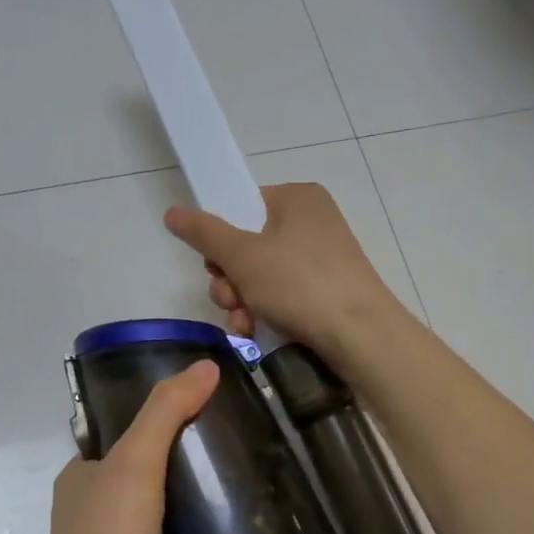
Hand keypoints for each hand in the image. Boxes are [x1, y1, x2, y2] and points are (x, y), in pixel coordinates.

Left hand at [31, 360, 220, 533]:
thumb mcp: (136, 459)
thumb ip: (167, 411)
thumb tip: (207, 366)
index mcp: (84, 474)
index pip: (125, 432)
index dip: (161, 417)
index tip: (206, 407)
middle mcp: (97, 507)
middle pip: (149, 470)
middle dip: (187, 459)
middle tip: (236, 444)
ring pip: (165, 509)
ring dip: (197, 499)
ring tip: (246, 479)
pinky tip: (237, 525)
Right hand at [163, 183, 402, 364]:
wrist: (360, 335)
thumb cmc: (299, 284)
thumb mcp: (243, 256)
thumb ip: (205, 233)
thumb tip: (172, 212)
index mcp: (297, 199)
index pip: (242, 206)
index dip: (219, 237)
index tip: (214, 264)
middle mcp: (311, 222)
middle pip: (247, 245)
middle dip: (229, 279)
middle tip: (230, 299)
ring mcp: (321, 259)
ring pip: (261, 276)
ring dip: (241, 302)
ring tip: (242, 323)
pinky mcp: (326, 291)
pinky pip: (282, 295)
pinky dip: (264, 312)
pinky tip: (255, 333)